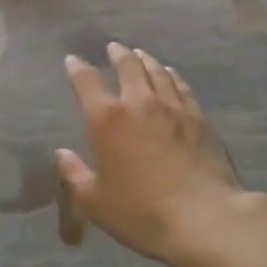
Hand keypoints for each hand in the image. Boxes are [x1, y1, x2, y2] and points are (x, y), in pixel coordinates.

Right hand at [56, 44, 244, 263]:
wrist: (204, 218)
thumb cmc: (141, 212)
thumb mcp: (95, 202)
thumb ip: (75, 175)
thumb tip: (62, 154)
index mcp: (107, 119)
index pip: (86, 81)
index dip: (77, 68)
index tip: (72, 61)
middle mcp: (138, 103)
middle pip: (128, 66)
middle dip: (118, 54)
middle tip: (113, 48)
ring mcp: (172, 107)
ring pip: (157, 71)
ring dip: (145, 60)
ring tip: (140, 55)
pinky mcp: (199, 118)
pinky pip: (181, 86)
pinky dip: (172, 76)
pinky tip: (171, 75)